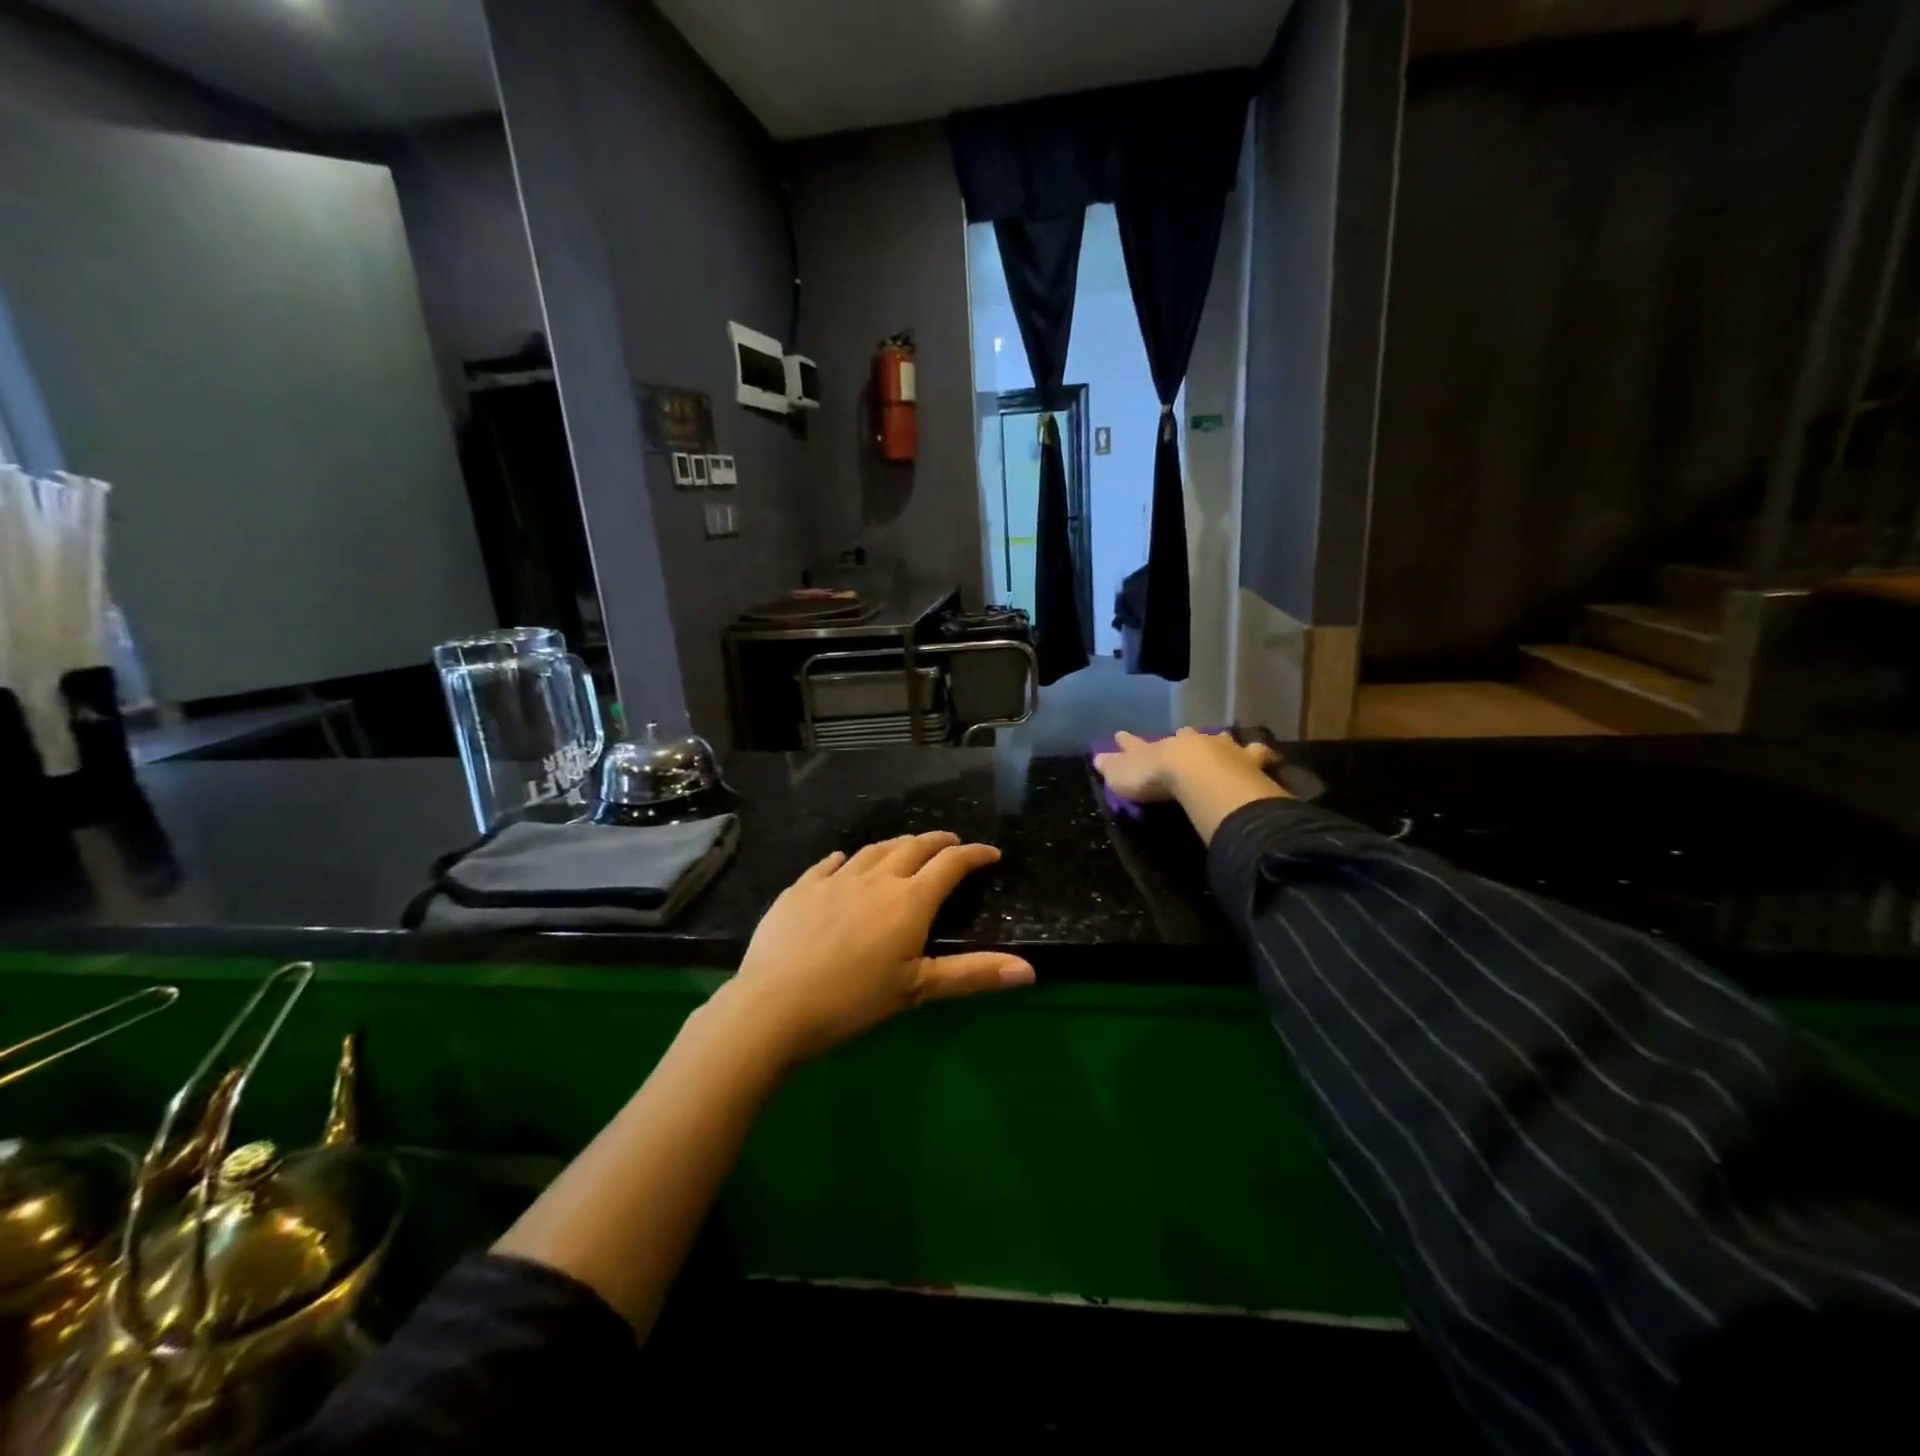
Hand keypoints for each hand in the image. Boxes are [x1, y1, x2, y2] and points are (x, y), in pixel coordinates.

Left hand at [716, 832, 1034, 1065]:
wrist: (775, 1005)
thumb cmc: (854, 1000)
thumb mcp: (918, 989)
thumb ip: (973, 974)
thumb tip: (1030, 970)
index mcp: (909, 900)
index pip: (950, 864)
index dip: (974, 855)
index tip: (990, 853)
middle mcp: (876, 878)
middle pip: (913, 847)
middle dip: (937, 842)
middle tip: (951, 844)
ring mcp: (834, 879)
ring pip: (873, 849)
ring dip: (896, 846)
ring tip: (906, 848)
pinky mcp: (801, 888)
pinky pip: (829, 863)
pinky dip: (847, 859)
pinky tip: (845, 862)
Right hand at [1093, 728, 1277, 801]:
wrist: (1199, 774)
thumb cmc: (1156, 777)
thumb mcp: (1124, 775)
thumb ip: (1113, 767)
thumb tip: (1096, 757)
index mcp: (1158, 747)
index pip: (1138, 743)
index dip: (1128, 742)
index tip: (1120, 734)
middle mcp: (1189, 742)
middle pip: (1184, 736)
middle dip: (1182, 736)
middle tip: (1183, 734)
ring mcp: (1220, 748)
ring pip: (1220, 740)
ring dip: (1220, 741)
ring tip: (1223, 739)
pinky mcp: (1248, 760)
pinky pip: (1257, 755)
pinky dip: (1261, 755)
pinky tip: (1266, 756)